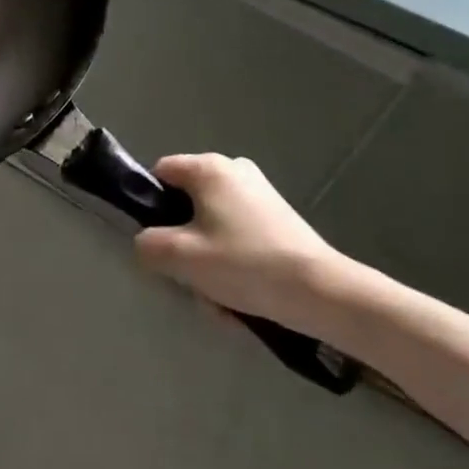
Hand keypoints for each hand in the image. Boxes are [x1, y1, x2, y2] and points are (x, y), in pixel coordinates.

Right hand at [135, 154, 354, 339]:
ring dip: (209, 261)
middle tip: (193, 280)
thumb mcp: (184, 258)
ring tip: (222, 301)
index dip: (152, 207)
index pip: (160, 174)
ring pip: (213, 225)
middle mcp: (233, 168)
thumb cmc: (246, 265)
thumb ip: (149, 245)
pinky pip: (239, 234)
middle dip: (185, 245)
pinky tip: (244, 298)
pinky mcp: (278, 217)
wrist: (323, 292)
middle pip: (188, 204)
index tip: (160, 244)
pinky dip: (235, 262)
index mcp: (208, 167)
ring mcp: (259, 192)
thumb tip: (145, 243)